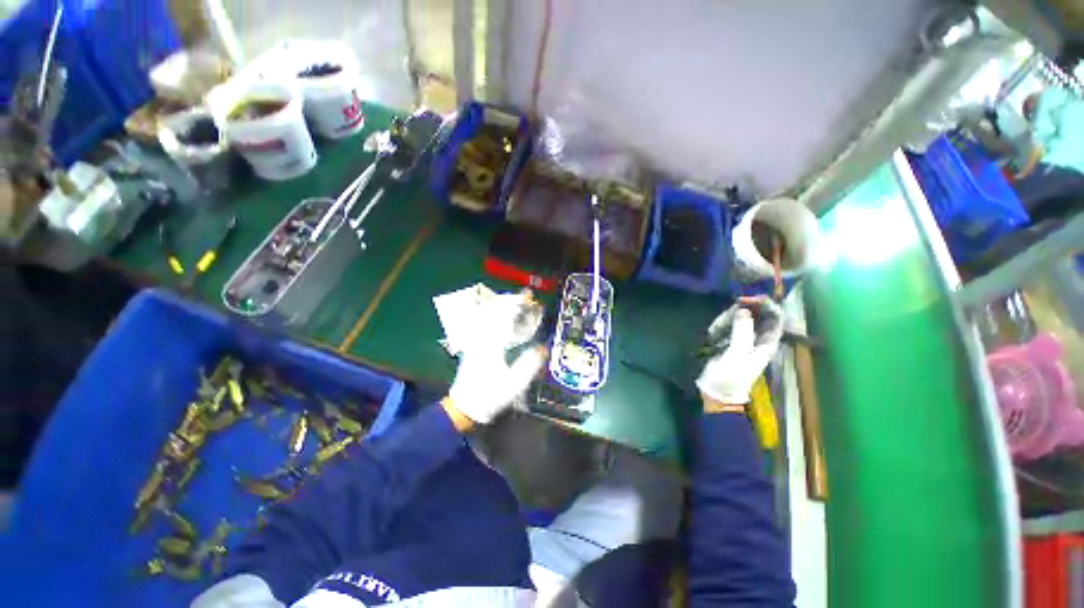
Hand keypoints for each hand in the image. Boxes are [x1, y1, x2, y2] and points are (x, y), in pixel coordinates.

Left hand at [445, 291, 545, 427]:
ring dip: (500, 304)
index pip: (505, 316)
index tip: (529, 298)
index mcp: (493, 345)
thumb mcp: (515, 384)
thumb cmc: (491, 395)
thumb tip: (543, 348)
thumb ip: (530, 364)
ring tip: (514, 301)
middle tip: (524, 296)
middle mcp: (482, 338)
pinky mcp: (472, 344)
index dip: (518, 304)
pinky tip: (498, 315)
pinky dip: (492, 313)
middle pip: (494, 310)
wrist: (465, 406)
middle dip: (509, 300)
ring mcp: (475, 340)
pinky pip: (482, 321)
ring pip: (486, 314)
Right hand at [696, 297, 783, 405]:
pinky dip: (720, 326)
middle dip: (743, 310)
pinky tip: (711, 335)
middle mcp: (757, 338)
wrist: (715, 392)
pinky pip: (727, 325)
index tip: (749, 298)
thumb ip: (742, 331)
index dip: (766, 305)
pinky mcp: (728, 340)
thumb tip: (744, 309)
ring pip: (740, 318)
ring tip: (715, 332)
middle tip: (729, 312)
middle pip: (757, 315)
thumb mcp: (737, 354)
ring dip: (727, 320)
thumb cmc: (730, 376)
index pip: (775, 318)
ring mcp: (742, 339)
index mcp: (767, 343)